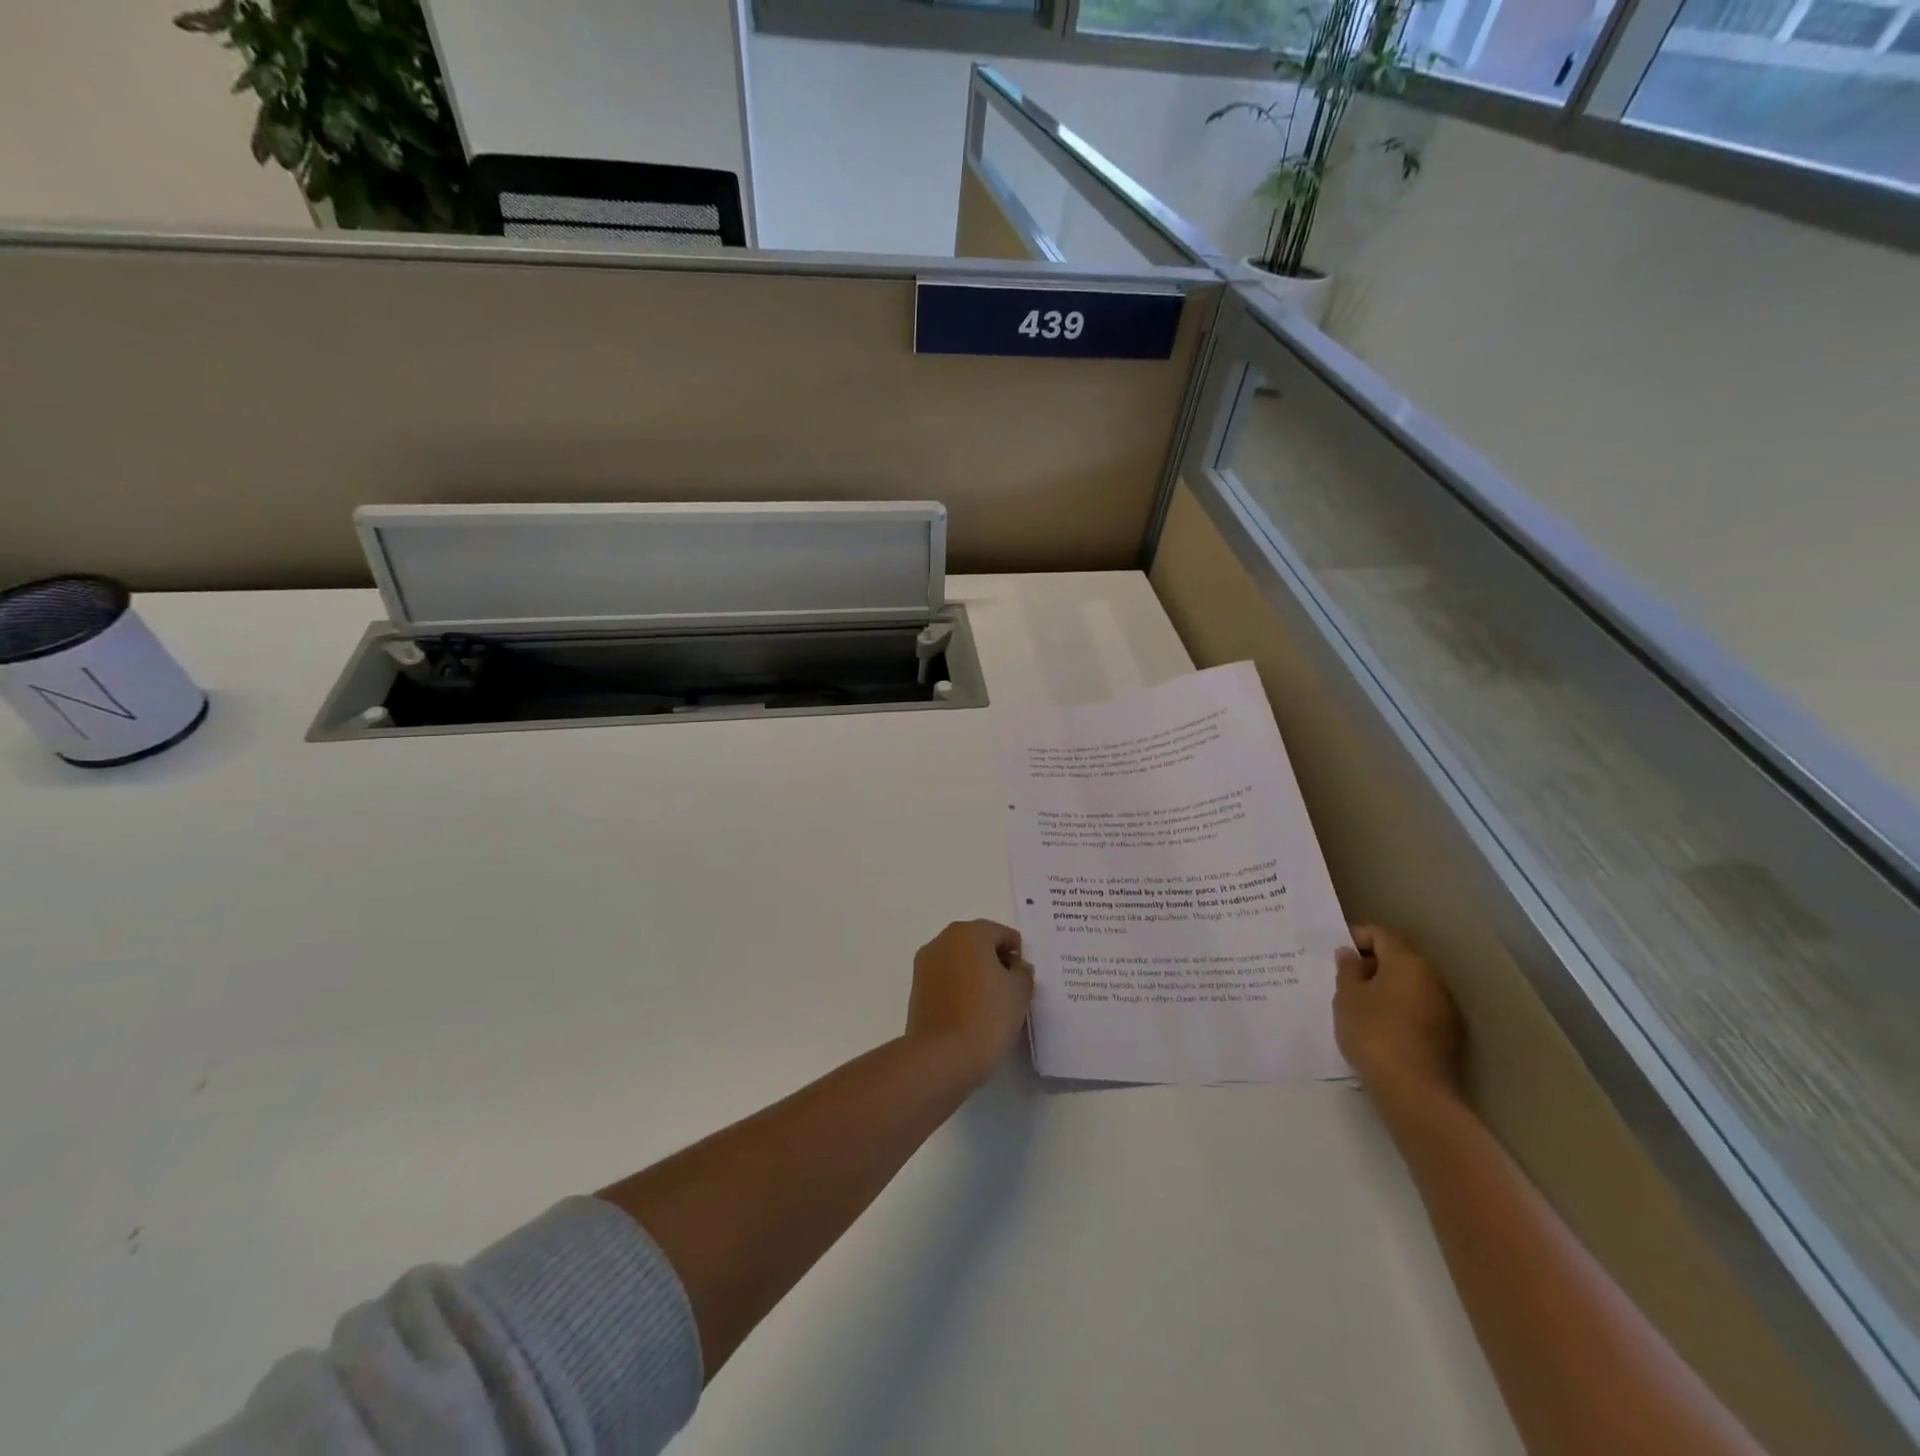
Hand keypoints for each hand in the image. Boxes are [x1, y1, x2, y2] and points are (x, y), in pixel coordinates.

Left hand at [905, 919, 1034, 1084]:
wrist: (942, 1057)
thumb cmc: (987, 1016)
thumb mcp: (1020, 992)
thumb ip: (1023, 971)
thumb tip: (1014, 966)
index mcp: (969, 933)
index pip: (1002, 934)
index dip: (1017, 956)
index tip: (1022, 980)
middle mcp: (943, 940)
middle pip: (978, 942)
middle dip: (995, 961)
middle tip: (1009, 991)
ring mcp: (925, 963)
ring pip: (960, 960)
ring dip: (975, 973)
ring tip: (989, 1005)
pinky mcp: (916, 987)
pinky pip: (946, 978)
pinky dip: (959, 987)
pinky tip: (969, 1012)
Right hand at [1334, 925, 1464, 1108]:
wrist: (1414, 1092)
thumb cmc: (1373, 1034)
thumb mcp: (1347, 997)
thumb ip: (1347, 970)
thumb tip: (1350, 954)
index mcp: (1407, 962)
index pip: (1381, 935)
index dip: (1356, 937)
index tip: (1336, 953)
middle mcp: (1432, 978)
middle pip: (1398, 958)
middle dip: (1371, 963)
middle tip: (1343, 978)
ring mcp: (1445, 1007)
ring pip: (1409, 984)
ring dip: (1385, 986)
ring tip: (1359, 1003)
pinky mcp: (1448, 1033)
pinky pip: (1418, 1007)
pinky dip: (1398, 1007)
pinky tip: (1380, 1025)